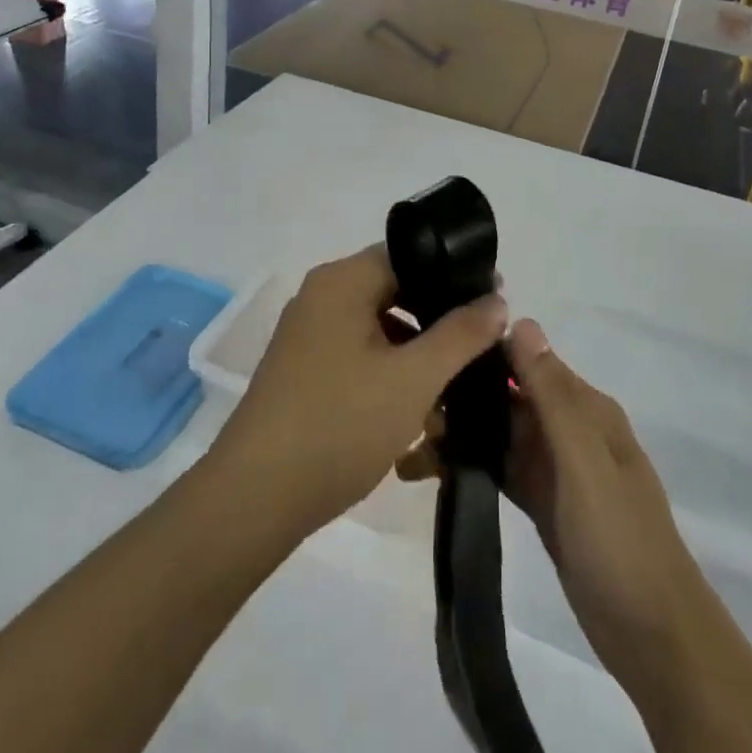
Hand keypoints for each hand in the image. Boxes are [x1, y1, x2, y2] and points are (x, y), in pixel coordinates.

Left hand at [209, 245, 506, 542]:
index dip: (454, 275)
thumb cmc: (340, 424)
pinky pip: (358, 352)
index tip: (491, 304)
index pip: (409, 255)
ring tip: (451, 386)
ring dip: (415, 350)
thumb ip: (461, 334)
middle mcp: (321, 296)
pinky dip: (388, 370)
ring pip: (378, 325)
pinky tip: (414, 408)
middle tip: (477, 349)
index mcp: (342, 281)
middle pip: (394, 289)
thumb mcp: (414, 379)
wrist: (255, 498)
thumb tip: (496, 299)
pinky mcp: (303, 369)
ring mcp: (307, 333)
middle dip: (437, 319)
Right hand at [404, 320, 751, 752]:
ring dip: (462, 434)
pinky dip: (472, 465)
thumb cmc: (620, 540)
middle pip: (509, 398)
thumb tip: (520, 321)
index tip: (432, 357)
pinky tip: (431, 471)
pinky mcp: (544, 503)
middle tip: (408, 413)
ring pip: (501, 434)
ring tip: (409, 445)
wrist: (655, 639)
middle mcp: (570, 428)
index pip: (527, 362)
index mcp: (585, 408)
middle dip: (463, 400)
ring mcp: (556, 467)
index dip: (482, 357)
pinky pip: (502, 469)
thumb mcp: (585, 462)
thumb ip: (552, 394)